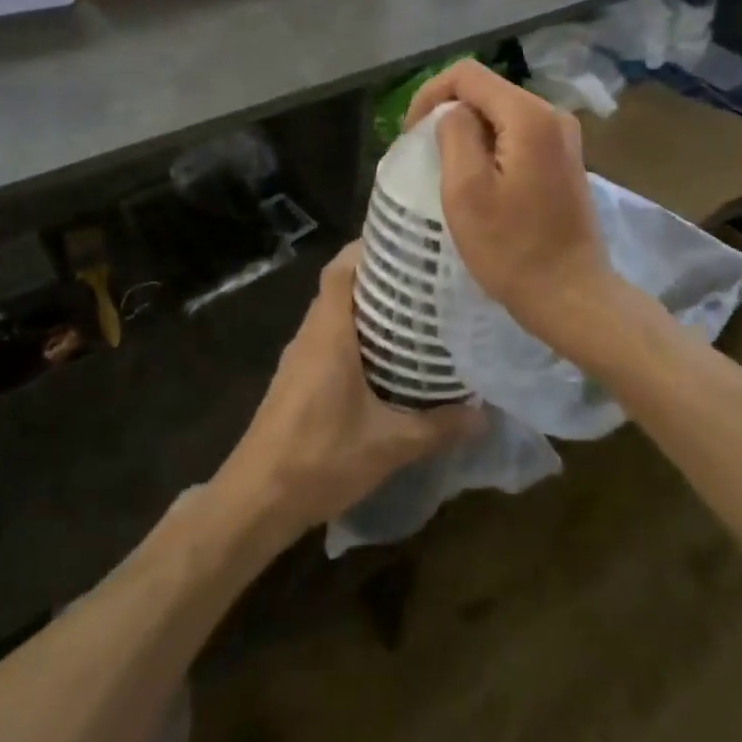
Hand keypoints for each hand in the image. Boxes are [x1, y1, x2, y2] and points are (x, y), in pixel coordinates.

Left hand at [216, 246, 481, 537]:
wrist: (257, 499)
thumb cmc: (319, 459)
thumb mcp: (389, 445)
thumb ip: (438, 426)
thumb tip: (485, 413)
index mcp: (328, 333)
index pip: (341, 269)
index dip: (369, 248)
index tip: (408, 243)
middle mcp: (310, 335)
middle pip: (340, 286)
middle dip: (379, 276)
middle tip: (425, 277)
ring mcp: (299, 357)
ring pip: (333, 313)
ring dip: (367, 307)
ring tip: (414, 311)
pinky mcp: (297, 379)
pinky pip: (328, 338)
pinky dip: (355, 334)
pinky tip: (386, 357)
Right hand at [405, 61, 614, 352]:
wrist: (570, 294)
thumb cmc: (511, 248)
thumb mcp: (466, 190)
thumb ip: (455, 134)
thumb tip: (452, 114)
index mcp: (528, 116)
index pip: (467, 75)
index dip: (430, 94)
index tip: (411, 133)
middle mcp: (552, 115)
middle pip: (487, 91)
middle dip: (448, 112)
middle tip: (423, 153)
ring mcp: (563, 138)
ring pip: (501, 113)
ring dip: (468, 131)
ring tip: (446, 168)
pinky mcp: (564, 160)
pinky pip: (517, 135)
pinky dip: (490, 146)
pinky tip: (477, 179)